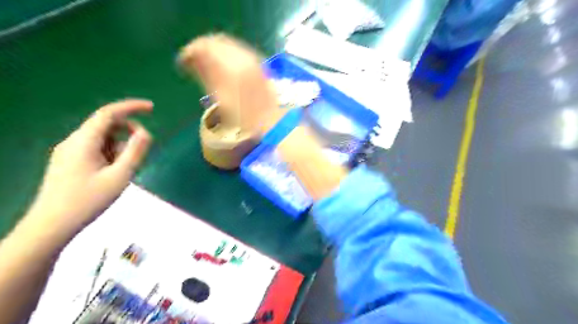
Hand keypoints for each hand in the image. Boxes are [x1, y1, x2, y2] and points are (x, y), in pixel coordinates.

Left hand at [26, 99, 153, 237]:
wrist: (51, 225)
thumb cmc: (88, 200)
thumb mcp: (120, 176)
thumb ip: (135, 152)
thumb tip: (145, 132)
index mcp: (84, 141)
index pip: (109, 113)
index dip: (131, 107)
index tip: (152, 108)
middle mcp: (74, 141)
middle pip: (107, 125)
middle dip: (128, 132)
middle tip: (143, 151)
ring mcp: (70, 151)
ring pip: (103, 138)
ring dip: (121, 147)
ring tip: (126, 169)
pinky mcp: (70, 161)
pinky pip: (97, 149)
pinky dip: (112, 154)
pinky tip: (115, 172)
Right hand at [178, 35, 281, 135]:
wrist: (271, 120)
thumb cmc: (243, 117)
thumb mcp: (220, 99)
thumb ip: (205, 75)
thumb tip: (190, 60)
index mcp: (229, 67)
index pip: (203, 47)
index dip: (190, 52)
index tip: (183, 62)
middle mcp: (241, 57)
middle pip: (215, 41)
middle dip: (202, 48)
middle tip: (193, 61)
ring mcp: (252, 58)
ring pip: (228, 44)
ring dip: (215, 50)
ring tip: (207, 63)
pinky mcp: (259, 63)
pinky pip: (239, 50)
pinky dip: (227, 53)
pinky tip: (224, 65)